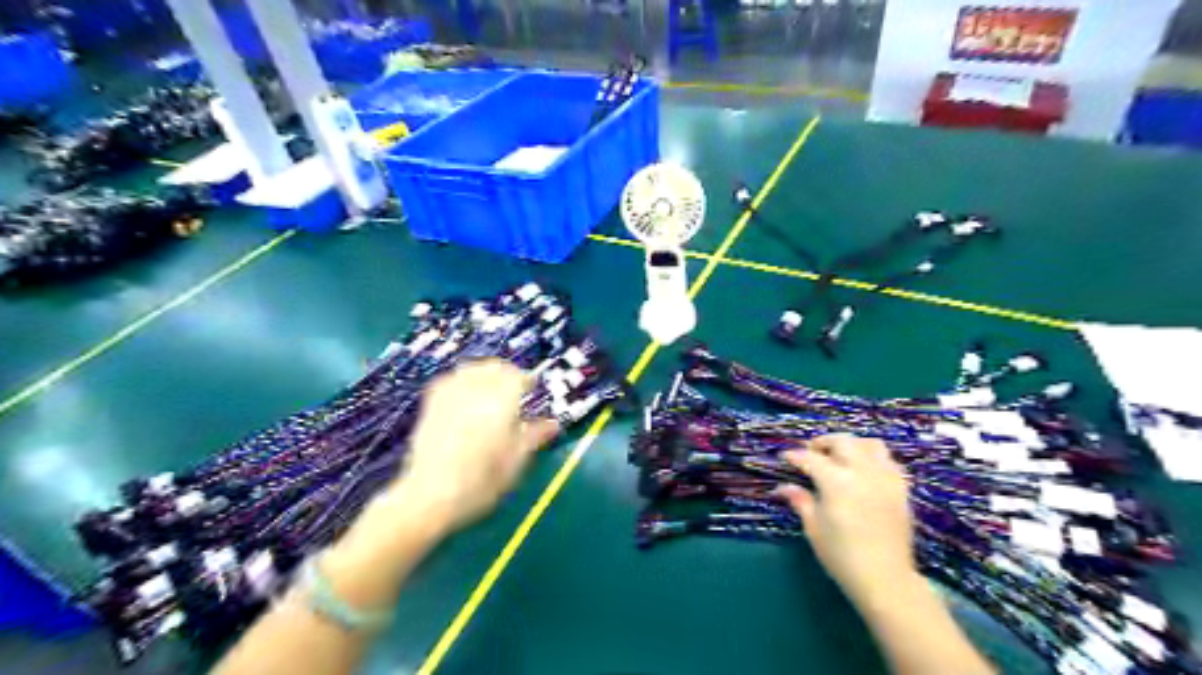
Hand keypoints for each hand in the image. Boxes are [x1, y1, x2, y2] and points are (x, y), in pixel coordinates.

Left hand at [395, 360, 562, 533]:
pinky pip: (450, 380)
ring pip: (471, 370)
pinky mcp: (431, 405)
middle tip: (514, 390)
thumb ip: (534, 436)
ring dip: (485, 375)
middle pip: (493, 367)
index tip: (532, 389)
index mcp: (501, 401)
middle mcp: (475, 391)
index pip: (517, 376)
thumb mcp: (516, 460)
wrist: (430, 496)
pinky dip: (462, 382)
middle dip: (506, 374)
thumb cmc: (481, 481)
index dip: (527, 380)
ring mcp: (450, 395)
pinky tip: (465, 397)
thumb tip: (553, 424)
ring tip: (491, 391)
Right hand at [781, 434, 912, 603]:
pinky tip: (864, 470)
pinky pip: (888, 461)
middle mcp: (862, 472)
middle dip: (823, 442)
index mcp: (836, 482)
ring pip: (869, 444)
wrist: (885, 579)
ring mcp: (885, 478)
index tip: (785, 457)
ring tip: (839, 455)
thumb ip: (801, 501)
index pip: (811, 458)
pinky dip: (873, 458)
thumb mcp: (814, 528)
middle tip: (811, 452)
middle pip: (842, 441)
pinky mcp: (901, 488)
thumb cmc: (842, 556)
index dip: (795, 456)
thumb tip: (783, 487)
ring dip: (851, 444)